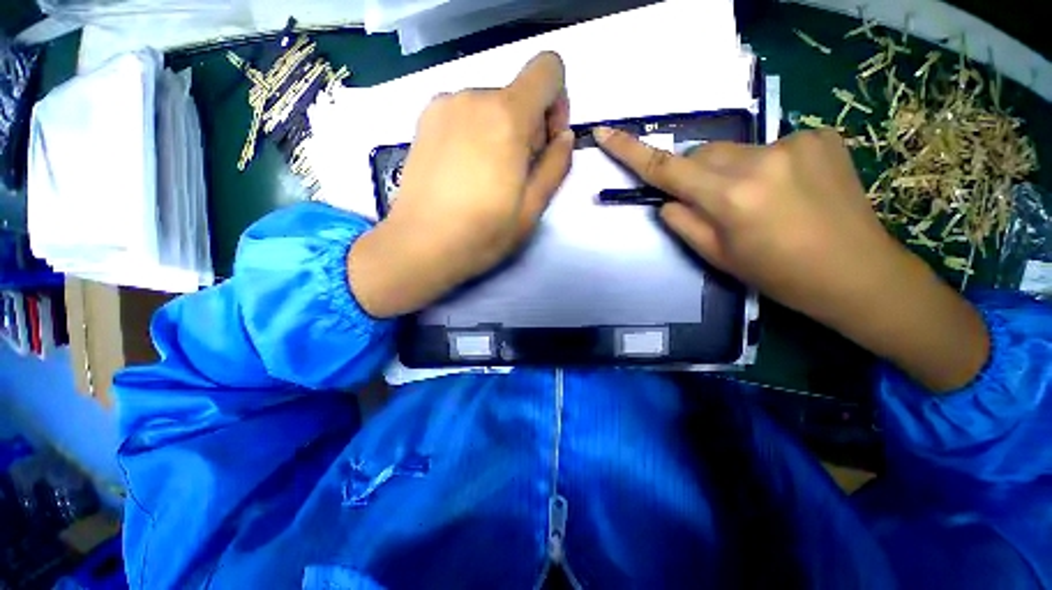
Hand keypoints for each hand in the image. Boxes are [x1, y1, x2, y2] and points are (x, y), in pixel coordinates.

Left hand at [349, 52, 573, 317]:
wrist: (420, 245)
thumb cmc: (483, 233)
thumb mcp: (533, 208)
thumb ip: (556, 166)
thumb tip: (564, 137)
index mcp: (506, 116)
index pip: (547, 69)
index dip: (557, 102)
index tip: (545, 143)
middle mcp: (472, 97)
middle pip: (518, 94)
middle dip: (528, 128)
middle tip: (516, 175)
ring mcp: (442, 106)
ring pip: (491, 106)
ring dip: (502, 133)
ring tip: (489, 178)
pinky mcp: (424, 120)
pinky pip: (466, 114)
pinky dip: (477, 134)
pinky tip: (466, 172)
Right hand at [594, 127, 988, 391]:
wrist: (856, 272)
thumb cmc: (778, 273)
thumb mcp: (717, 256)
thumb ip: (683, 222)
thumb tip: (667, 199)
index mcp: (731, 197)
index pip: (667, 168)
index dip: (632, 151)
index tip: (605, 132)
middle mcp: (760, 160)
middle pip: (703, 153)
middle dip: (697, 174)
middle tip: (714, 204)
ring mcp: (796, 142)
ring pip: (735, 150)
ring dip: (731, 171)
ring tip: (759, 202)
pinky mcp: (821, 136)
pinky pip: (770, 146)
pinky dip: (765, 165)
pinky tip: (789, 190)